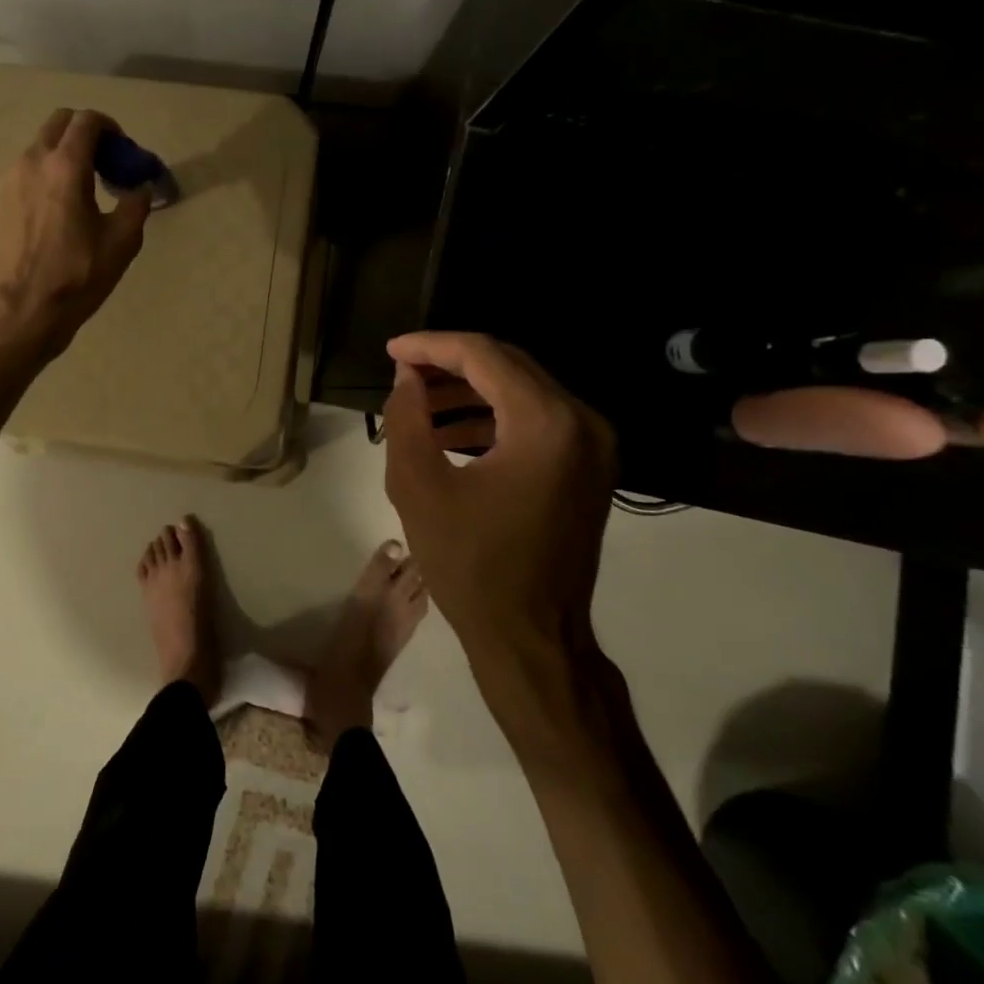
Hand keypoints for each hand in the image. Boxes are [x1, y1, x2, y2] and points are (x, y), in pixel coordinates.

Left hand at [0, 107, 151, 353]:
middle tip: (104, 165)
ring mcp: (9, 180)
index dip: (110, 128)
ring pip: (39, 148)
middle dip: (85, 134)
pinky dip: (44, 176)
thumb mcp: (121, 242)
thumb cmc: (77, 276)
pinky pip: (24, 173)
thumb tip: (140, 189)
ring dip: (63, 156)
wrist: (21, 311)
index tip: (122, 152)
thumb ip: (135, 205)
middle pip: (59, 124)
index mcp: (65, 165)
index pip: (87, 121)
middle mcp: (32, 161)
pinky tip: (56, 211)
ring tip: (81, 191)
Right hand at [381, 332, 615, 665]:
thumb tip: (406, 378)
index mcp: (546, 424)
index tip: (390, 350)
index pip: (484, 356)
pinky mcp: (589, 469)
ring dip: (469, 391)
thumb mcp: (418, 486)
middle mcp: (582, 423)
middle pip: (509, 366)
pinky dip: (493, 417)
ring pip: (522, 392)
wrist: (531, 637)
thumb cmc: (470, 564)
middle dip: (450, 363)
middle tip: (402, 371)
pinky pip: (536, 422)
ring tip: (418, 403)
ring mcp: (593, 447)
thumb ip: (407, 418)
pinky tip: (450, 433)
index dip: (431, 346)